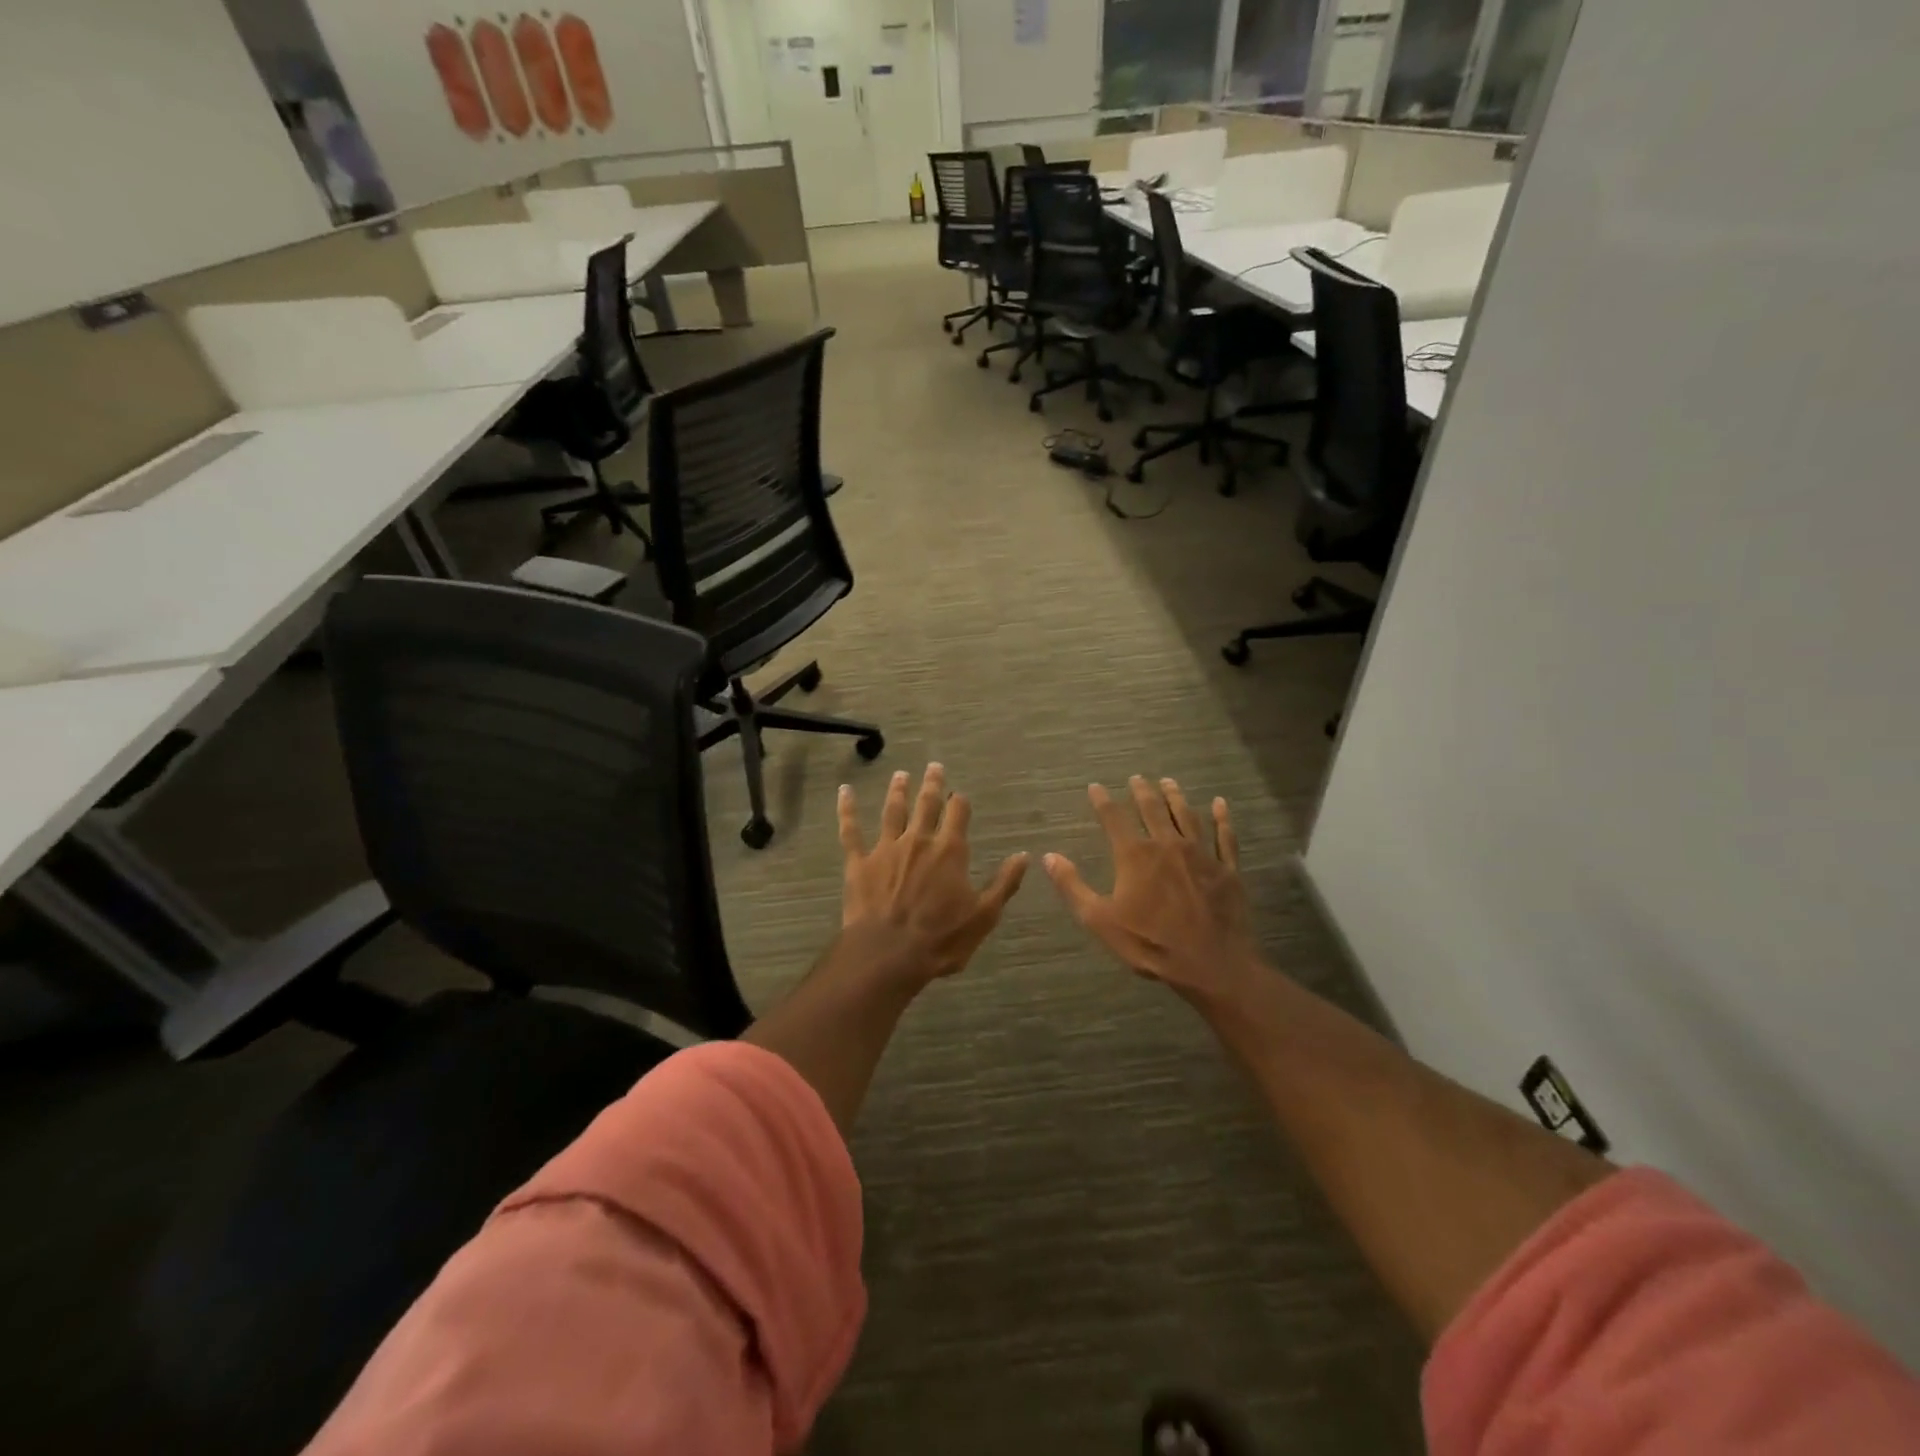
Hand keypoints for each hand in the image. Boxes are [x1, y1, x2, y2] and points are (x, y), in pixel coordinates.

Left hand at [838, 763, 1028, 984]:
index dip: (960, 802)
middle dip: (932, 784)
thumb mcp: (984, 915)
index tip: (960, 795)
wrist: (889, 954)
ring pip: (893, 811)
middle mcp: (918, 840)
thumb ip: (1004, 883)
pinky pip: (851, 830)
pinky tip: (844, 792)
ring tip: (900, 775)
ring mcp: (886, 849)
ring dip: (898, 790)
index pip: (958, 813)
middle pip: (926, 803)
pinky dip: (847, 809)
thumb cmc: (941, 938)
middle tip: (933, 766)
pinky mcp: (859, 862)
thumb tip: (1024, 855)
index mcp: (949, 851)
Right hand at [1045, 776, 1261, 1001]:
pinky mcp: (1227, 869)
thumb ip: (1073, 886)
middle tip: (1137, 778)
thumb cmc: (1150, 943)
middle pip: (1152, 809)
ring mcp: (1201, 854)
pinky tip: (1219, 804)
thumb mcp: (1100, 920)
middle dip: (1142, 791)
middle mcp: (1167, 845)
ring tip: (1169, 782)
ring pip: (1186, 816)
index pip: (1114, 818)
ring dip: (1176, 796)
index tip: (1095, 787)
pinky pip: (1224, 836)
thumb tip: (1048, 856)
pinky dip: (1221, 818)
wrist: (1211, 965)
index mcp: (1135, 855)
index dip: (1102, 800)